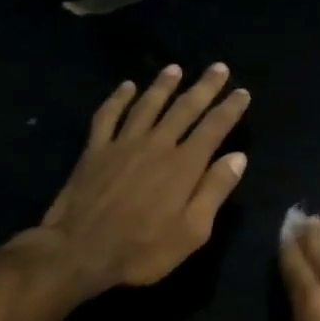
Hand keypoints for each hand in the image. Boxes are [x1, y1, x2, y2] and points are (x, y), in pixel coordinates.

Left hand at [13, 64, 250, 299]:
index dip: (230, 108)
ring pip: (148, 105)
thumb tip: (238, 157)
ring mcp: (123, 144)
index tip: (242, 92)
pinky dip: (118, 98)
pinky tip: (126, 86)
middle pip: (185, 108)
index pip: (214, 128)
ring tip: (175, 68)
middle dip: (204, 87)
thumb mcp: (192, 232)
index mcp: (184, 165)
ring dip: (163, 85)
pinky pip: (108, 116)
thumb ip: (214, 191)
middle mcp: (157, 145)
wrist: (78, 252)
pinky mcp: (95, 150)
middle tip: (218, 68)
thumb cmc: (142, 249)